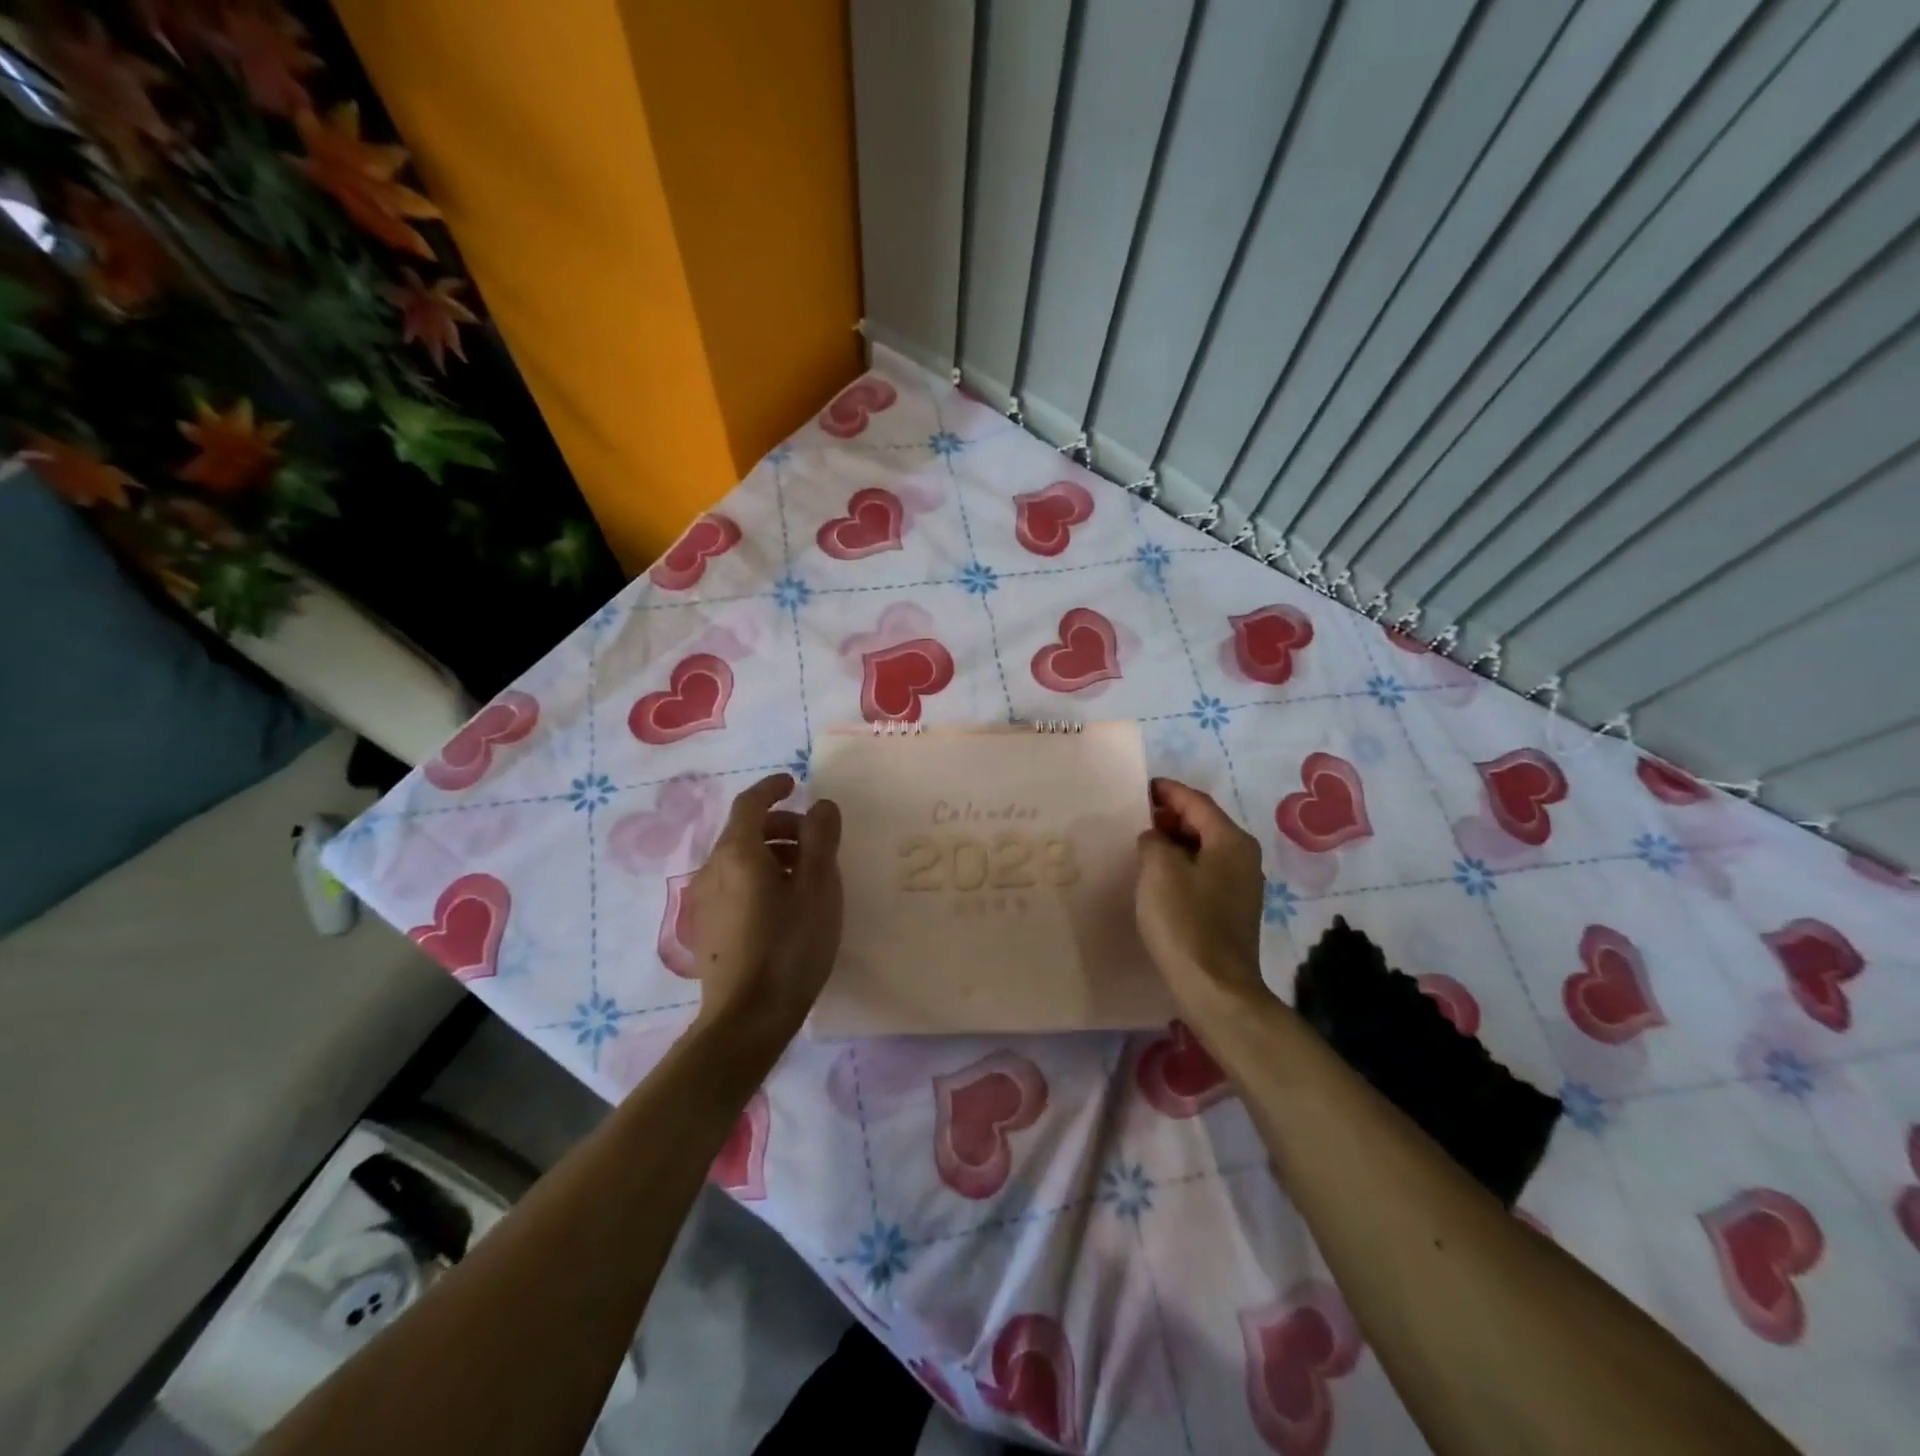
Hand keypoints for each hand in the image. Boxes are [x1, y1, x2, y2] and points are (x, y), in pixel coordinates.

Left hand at [685, 773, 842, 1044]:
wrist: (746, 1018)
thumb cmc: (790, 944)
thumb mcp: (818, 887)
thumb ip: (820, 839)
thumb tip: (820, 805)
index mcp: (738, 852)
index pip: (750, 803)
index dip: (772, 788)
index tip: (794, 783)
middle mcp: (713, 869)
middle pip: (744, 831)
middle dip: (780, 825)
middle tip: (815, 839)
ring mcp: (705, 900)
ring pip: (739, 859)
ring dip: (772, 852)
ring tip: (807, 875)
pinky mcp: (708, 927)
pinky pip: (734, 883)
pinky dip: (760, 876)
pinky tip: (785, 904)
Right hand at [1135, 777, 1268, 1013]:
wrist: (1214, 987)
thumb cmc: (1185, 921)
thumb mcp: (1159, 869)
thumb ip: (1154, 840)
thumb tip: (1155, 838)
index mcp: (1231, 841)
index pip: (1197, 802)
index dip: (1168, 791)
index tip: (1141, 787)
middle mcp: (1244, 858)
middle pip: (1204, 823)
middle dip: (1171, 816)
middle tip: (1136, 816)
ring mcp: (1241, 886)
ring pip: (1204, 849)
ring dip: (1175, 842)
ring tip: (1142, 844)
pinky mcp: (1231, 910)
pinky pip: (1204, 873)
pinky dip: (1182, 865)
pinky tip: (1158, 877)